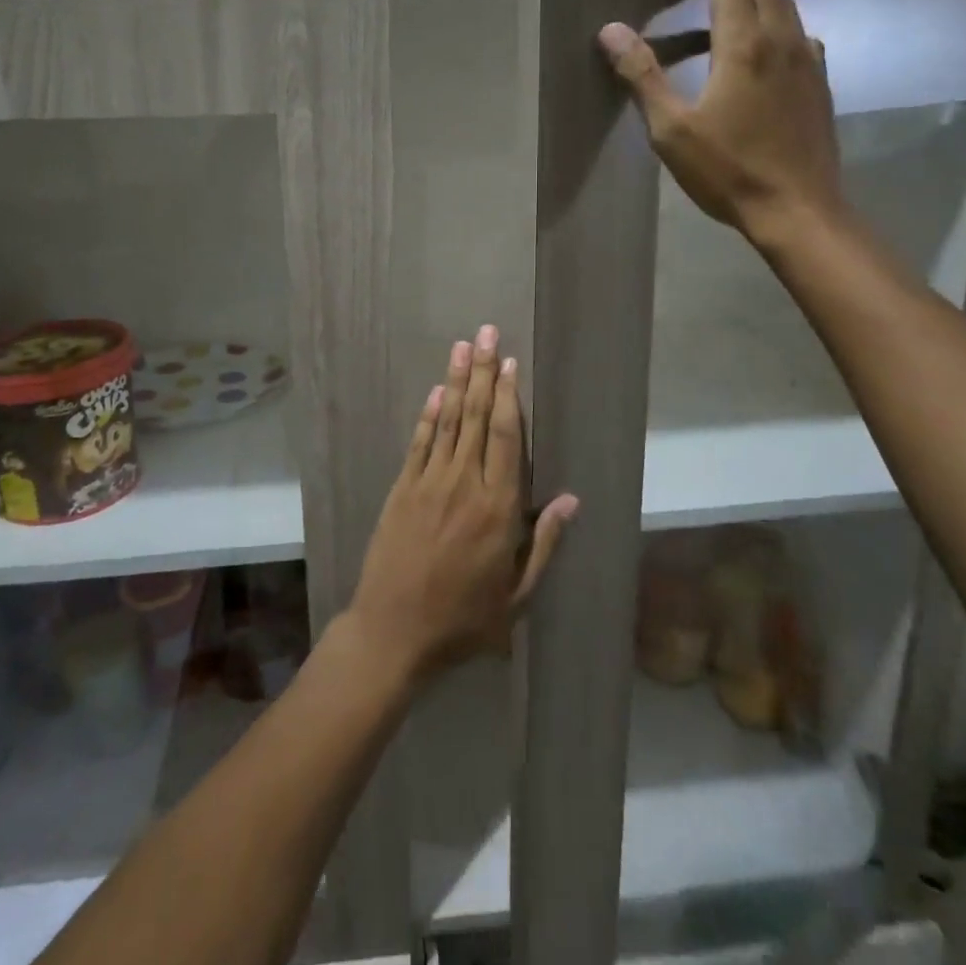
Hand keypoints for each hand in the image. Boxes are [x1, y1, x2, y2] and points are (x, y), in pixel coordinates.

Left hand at [347, 326, 577, 683]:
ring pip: (448, 422)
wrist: (394, 631)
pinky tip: (436, 391)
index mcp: (498, 509)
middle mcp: (464, 484)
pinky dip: (428, 415)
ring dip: (456, 381)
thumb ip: (543, 543)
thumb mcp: (517, 595)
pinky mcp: (402, 489)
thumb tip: (571, 499)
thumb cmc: (464, 619)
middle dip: (484, 372)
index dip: (509, 397)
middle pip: (476, 417)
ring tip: (463, 346)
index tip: (511, 363)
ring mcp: (429, 483)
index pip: (505, 438)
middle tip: (486, 333)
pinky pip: (419, 443)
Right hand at [598, 0, 843, 245]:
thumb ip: (642, 74)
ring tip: (719, 4)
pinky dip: (771, 19)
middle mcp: (782, 38)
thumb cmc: (727, 172)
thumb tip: (611, 30)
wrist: (797, 210)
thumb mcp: (671, 129)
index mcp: (744, 44)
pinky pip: (796, 29)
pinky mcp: (819, 80)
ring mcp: (808, 57)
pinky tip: (754, 49)